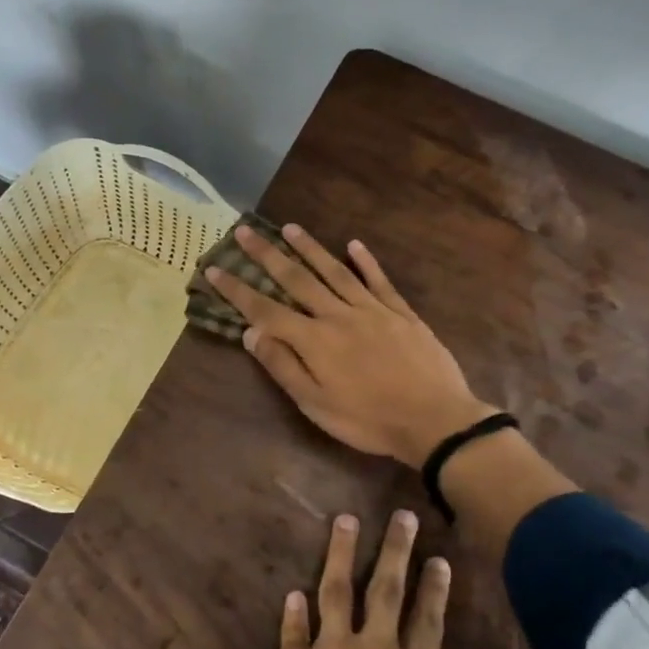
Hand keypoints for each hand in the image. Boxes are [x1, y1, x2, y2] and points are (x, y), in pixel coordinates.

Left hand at [175, 511, 449, 648]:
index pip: (429, 624)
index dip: (434, 590)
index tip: (438, 559)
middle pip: (388, 590)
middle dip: (397, 550)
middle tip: (402, 516)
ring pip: (338, 589)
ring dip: (342, 552)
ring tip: (345, 520)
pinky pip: (295, 629)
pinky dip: (294, 612)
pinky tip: (293, 593)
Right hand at [207, 224, 492, 467]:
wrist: (434, 420)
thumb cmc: (368, 420)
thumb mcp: (315, 405)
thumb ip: (283, 366)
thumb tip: (252, 332)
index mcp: (314, 341)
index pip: (266, 309)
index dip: (237, 290)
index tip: (214, 268)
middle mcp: (338, 315)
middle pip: (297, 279)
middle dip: (268, 254)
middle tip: (246, 230)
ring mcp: (372, 310)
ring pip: (335, 271)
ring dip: (310, 248)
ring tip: (290, 228)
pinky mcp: (401, 313)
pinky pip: (379, 281)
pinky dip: (366, 262)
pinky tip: (354, 244)